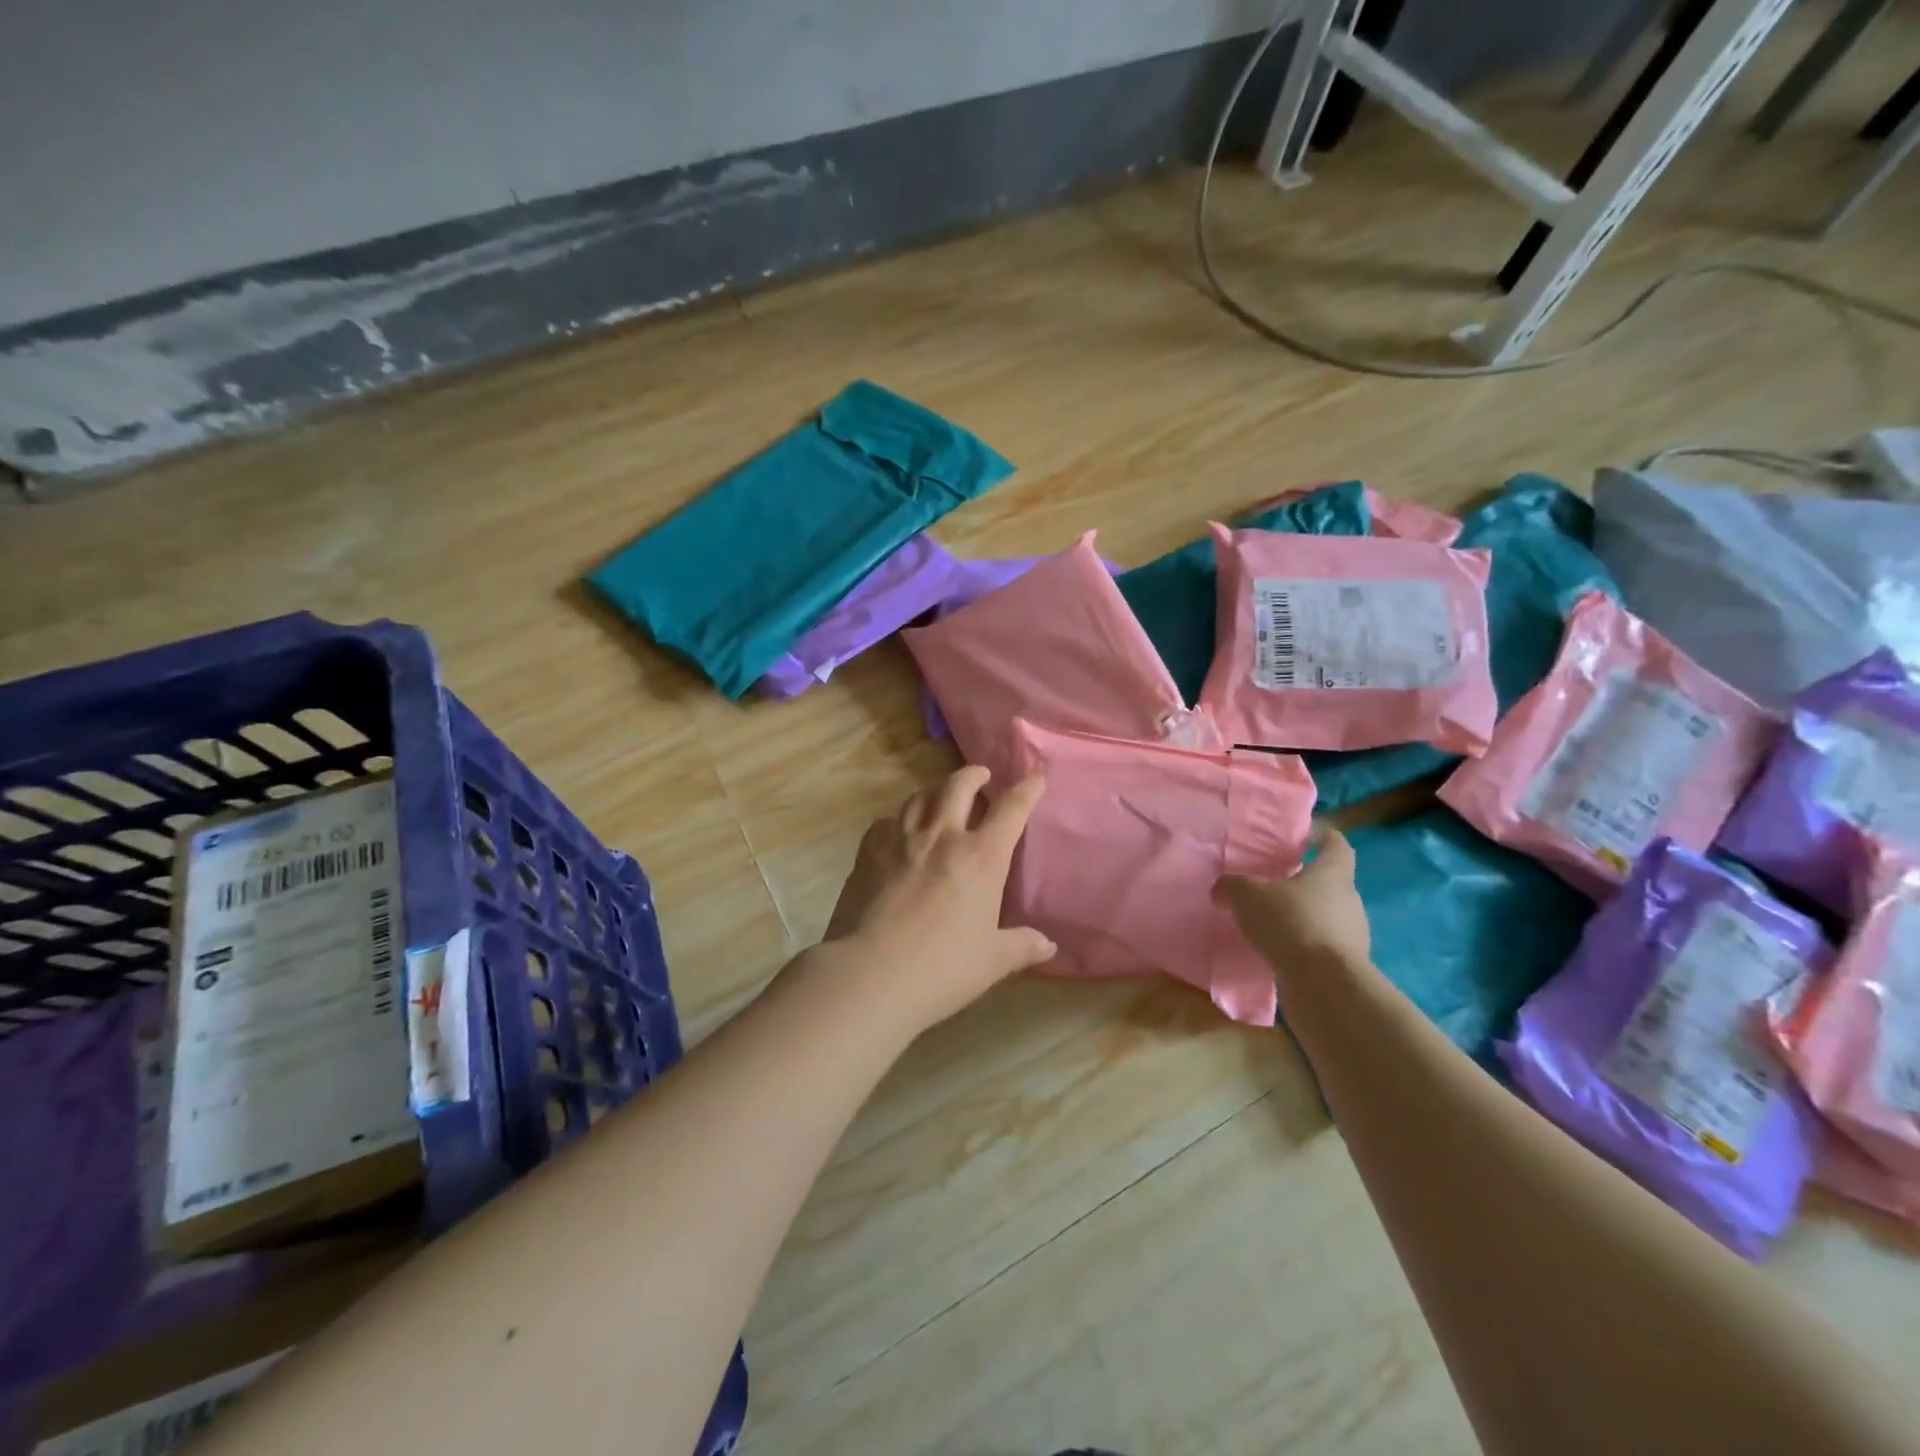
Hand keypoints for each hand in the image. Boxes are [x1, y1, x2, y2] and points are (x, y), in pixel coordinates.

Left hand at [821, 766, 1055, 1031]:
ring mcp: (900, 841)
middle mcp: (941, 837)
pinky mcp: (868, 853)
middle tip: (981, 775)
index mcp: (981, 857)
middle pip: (958, 787)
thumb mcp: (991, 961)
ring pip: (919, 797)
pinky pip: (885, 822)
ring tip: (941, 795)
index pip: (1011, 810)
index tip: (1035, 778)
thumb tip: (1047, 945)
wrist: (870, 974)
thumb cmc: (942, 968)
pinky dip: (898, 819)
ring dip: (935, 789)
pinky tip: (898, 829)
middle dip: (974, 775)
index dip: (1026, 790)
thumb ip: (1021, 947)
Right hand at [1217, 828, 1370, 971]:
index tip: (1301, 838)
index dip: (1321, 837)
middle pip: (1329, 883)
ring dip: (1300, 917)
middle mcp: (1349, 900)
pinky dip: (1300, 947)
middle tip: (1271, 885)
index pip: (1337, 844)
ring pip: (1324, 917)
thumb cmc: (1292, 923)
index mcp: (1333, 874)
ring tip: (1268, 923)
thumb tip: (1221, 890)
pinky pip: (1319, 947)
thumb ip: (1231, 886)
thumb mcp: (1247, 895)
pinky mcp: (1344, 966)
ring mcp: (1352, 936)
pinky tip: (1275, 952)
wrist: (1324, 985)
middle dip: (1302, 883)